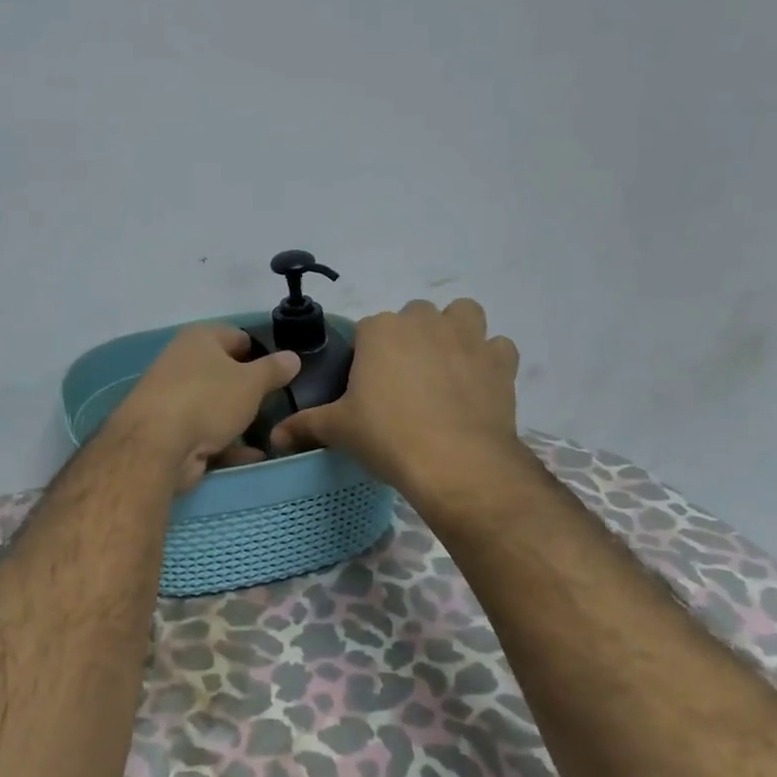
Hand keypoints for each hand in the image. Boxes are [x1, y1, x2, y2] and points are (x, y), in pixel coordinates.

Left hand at [112, 326, 301, 493]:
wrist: (156, 445)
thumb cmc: (208, 399)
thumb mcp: (251, 382)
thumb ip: (274, 370)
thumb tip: (293, 356)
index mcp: (199, 338)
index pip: (237, 336)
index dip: (261, 352)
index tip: (282, 373)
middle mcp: (182, 362)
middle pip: (224, 372)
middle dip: (249, 389)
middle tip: (278, 404)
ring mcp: (173, 398)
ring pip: (215, 405)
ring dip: (239, 420)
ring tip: (271, 433)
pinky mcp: (170, 431)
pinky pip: (206, 434)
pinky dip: (228, 444)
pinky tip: (254, 457)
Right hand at [269, 298, 526, 495]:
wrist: (455, 462)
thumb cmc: (388, 436)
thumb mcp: (339, 430)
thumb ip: (305, 426)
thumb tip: (275, 436)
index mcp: (380, 330)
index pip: (367, 330)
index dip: (367, 355)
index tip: (367, 386)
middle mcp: (424, 322)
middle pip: (414, 316)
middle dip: (409, 339)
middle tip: (403, 381)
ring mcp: (467, 337)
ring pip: (463, 314)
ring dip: (456, 331)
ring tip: (446, 367)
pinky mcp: (500, 361)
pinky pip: (498, 347)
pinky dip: (490, 360)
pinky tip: (479, 384)